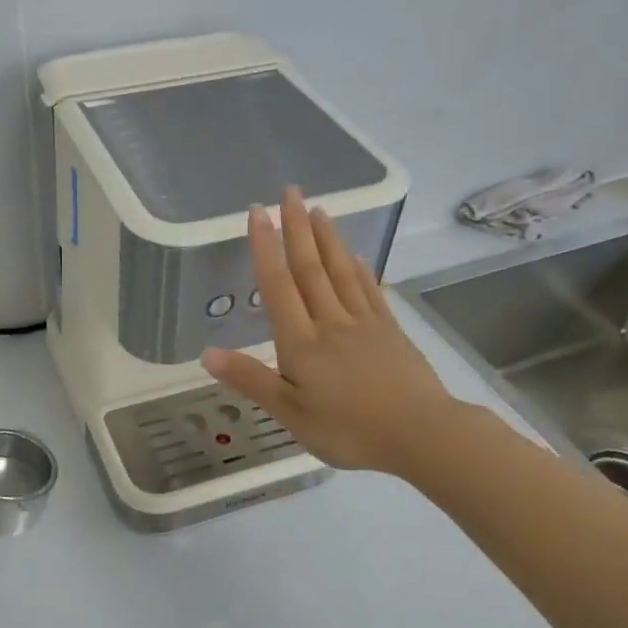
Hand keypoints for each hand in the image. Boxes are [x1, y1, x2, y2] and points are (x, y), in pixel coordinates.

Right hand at [202, 188, 456, 476]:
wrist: (421, 435)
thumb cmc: (348, 430)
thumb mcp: (290, 413)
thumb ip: (250, 380)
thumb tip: (206, 353)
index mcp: (301, 342)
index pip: (278, 285)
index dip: (265, 247)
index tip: (258, 212)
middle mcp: (330, 322)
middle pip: (310, 269)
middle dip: (297, 229)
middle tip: (290, 192)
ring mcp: (364, 324)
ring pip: (340, 273)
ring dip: (327, 239)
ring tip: (318, 209)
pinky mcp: (389, 332)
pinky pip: (369, 292)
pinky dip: (358, 270)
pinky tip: (353, 255)